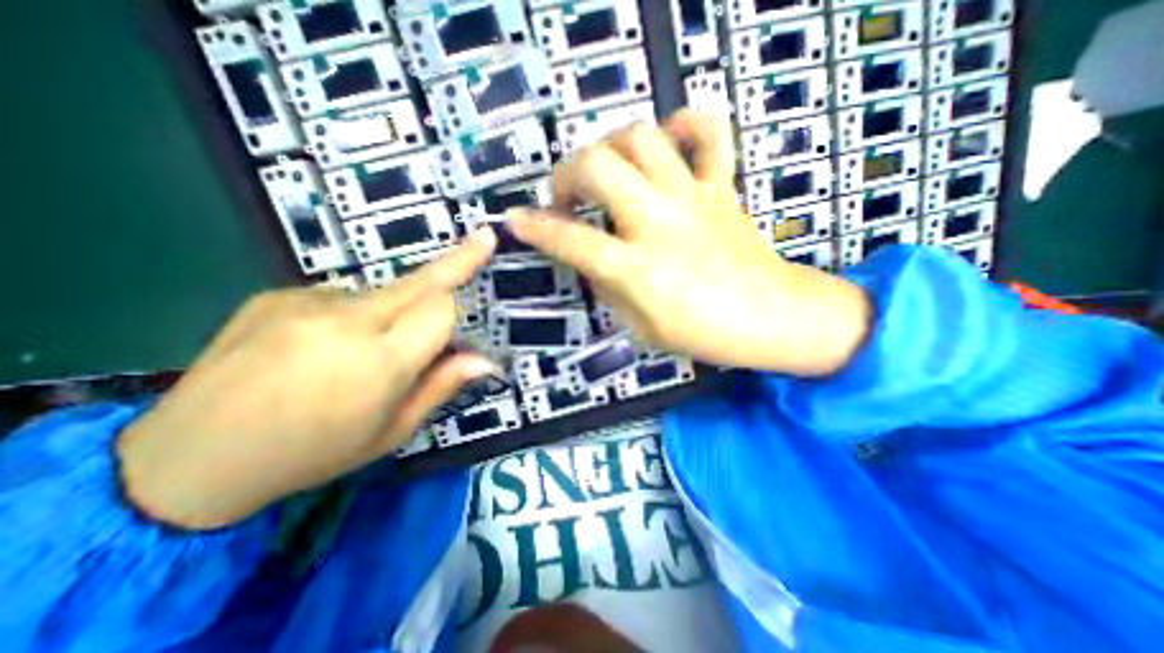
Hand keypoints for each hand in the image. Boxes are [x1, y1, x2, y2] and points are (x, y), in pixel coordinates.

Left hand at [119, 229, 499, 531]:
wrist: (189, 460)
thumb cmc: (313, 454)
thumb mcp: (392, 431)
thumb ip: (441, 386)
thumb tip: (484, 360)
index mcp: (379, 362)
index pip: (441, 308)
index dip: (462, 298)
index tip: (484, 261)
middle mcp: (346, 322)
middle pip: (418, 282)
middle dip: (455, 261)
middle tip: (482, 238)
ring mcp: (306, 303)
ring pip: (381, 293)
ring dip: (392, 312)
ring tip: (360, 353)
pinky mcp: (276, 295)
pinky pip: (341, 297)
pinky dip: (351, 316)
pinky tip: (322, 346)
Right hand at [510, 110, 871, 376]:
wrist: (771, 318)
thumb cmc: (702, 333)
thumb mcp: (640, 326)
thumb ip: (607, 287)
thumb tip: (587, 257)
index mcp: (637, 268)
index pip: (571, 240)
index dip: (535, 228)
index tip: (515, 219)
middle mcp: (659, 222)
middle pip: (599, 166)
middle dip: (567, 173)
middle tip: (568, 196)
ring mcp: (693, 197)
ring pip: (642, 137)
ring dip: (611, 146)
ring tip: (608, 170)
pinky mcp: (722, 187)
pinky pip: (710, 132)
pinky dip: (685, 123)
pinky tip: (667, 141)